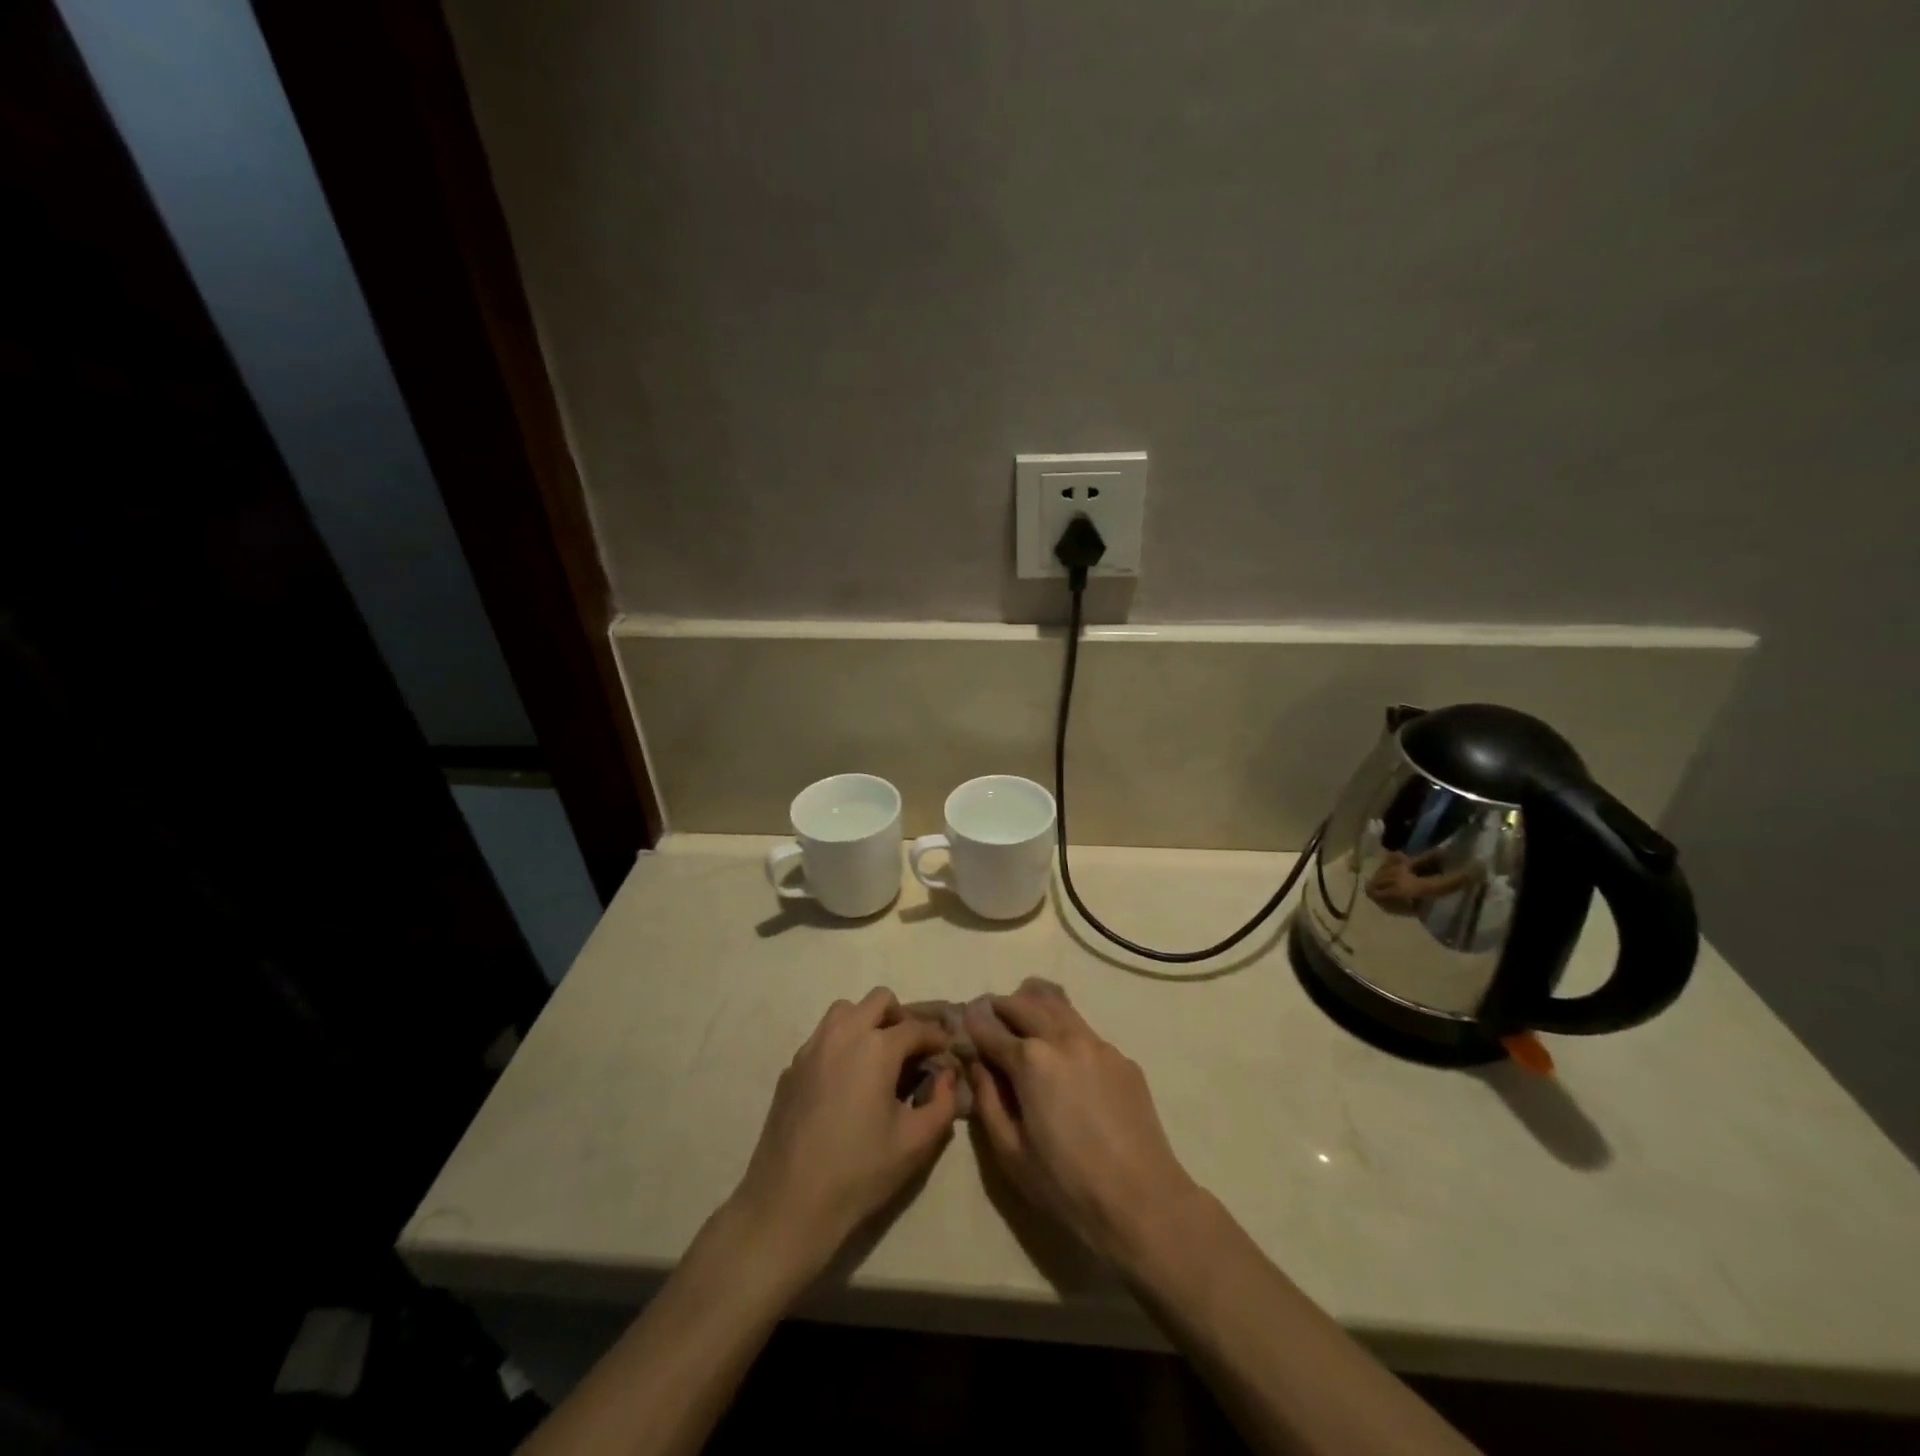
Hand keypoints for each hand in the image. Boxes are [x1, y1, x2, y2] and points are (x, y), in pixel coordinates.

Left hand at [728, 988, 957, 1279]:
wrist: (789, 1204)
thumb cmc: (860, 1172)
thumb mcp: (916, 1143)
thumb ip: (943, 1103)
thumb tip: (946, 1077)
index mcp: (877, 1047)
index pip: (917, 1028)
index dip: (938, 1038)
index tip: (947, 1052)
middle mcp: (843, 1034)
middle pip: (879, 1001)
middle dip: (902, 1019)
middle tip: (912, 1051)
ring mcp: (812, 1048)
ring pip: (845, 1010)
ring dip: (867, 1022)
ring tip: (878, 1058)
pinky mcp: (791, 1067)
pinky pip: (823, 1037)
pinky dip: (841, 1043)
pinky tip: (846, 1081)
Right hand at [964, 980, 1200, 1268]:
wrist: (1142, 1201)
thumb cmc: (1066, 1184)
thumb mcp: (1010, 1152)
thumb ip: (987, 1100)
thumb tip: (976, 1064)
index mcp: (1031, 1061)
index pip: (991, 1031)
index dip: (972, 1025)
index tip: (962, 1021)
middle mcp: (1063, 1039)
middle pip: (1025, 1005)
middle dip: (1002, 1006)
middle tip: (989, 1013)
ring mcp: (1098, 1044)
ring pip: (1059, 1007)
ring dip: (1035, 1004)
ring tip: (1023, 1014)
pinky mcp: (1122, 1058)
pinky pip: (1085, 1031)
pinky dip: (1065, 1028)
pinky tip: (1063, 1051)